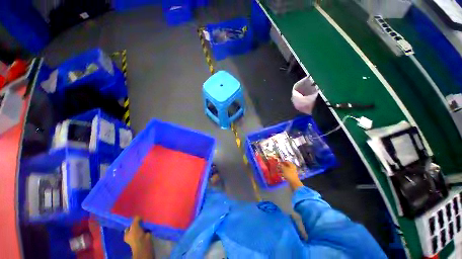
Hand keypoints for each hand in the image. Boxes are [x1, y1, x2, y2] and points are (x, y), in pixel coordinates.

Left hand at [124, 216, 153, 258]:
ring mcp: (139, 236)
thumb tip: (138, 215)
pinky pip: (146, 229)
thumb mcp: (134, 226)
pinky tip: (149, 223)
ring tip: (146, 219)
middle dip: (138, 223)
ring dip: (144, 225)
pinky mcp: (145, 236)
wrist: (144, 243)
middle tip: (142, 218)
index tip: (136, 218)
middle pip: (135, 227)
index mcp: (127, 235)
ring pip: (141, 228)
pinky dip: (148, 227)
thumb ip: (135, 220)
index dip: (132, 222)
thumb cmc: (136, 236)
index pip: (128, 227)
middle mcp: (132, 236)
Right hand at [279, 162, 303, 190]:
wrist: (294, 182)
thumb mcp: (284, 169)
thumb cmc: (289, 174)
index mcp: (292, 165)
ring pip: (285, 170)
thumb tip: (278, 163)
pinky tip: (279, 175)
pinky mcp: (291, 176)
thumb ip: (281, 166)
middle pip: (286, 166)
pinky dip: (283, 174)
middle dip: (281, 166)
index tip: (278, 162)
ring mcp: (292, 172)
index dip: (282, 162)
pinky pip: (286, 174)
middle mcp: (292, 168)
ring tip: (277, 171)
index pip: (286, 161)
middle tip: (277, 167)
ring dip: (281, 170)